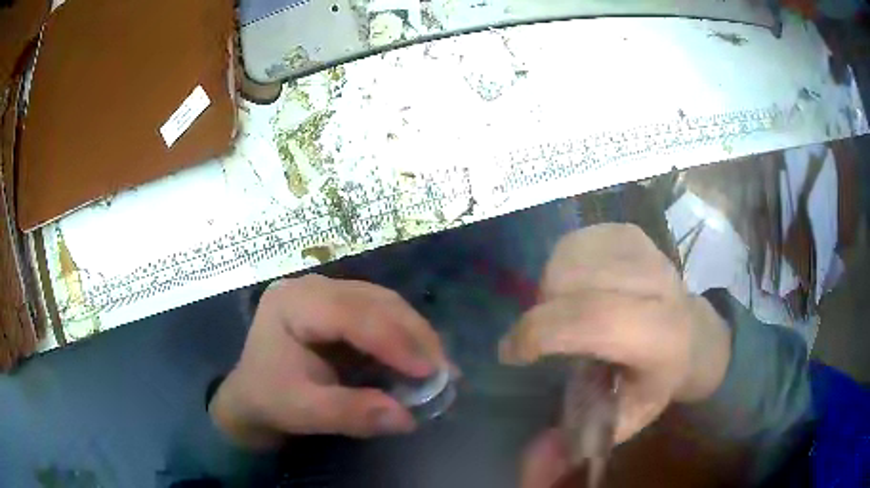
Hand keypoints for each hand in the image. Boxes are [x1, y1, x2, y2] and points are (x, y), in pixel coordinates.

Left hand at [210, 274, 446, 448]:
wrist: (254, 396)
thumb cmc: (271, 399)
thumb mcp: (304, 412)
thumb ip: (351, 414)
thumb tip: (407, 418)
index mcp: (292, 303)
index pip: (349, 314)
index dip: (393, 341)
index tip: (429, 371)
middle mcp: (312, 287)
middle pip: (374, 302)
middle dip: (414, 336)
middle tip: (444, 371)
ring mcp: (328, 293)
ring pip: (384, 304)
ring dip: (415, 335)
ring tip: (438, 367)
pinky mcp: (341, 307)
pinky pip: (382, 314)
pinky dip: (405, 337)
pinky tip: (419, 359)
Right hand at [500, 224, 731, 447]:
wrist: (694, 332)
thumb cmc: (657, 379)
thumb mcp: (623, 419)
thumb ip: (575, 444)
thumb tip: (527, 475)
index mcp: (660, 335)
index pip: (596, 320)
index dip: (541, 333)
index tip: (512, 354)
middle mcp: (659, 285)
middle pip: (574, 281)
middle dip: (545, 311)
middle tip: (549, 336)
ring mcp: (646, 252)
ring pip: (571, 257)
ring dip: (553, 287)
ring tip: (567, 311)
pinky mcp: (632, 232)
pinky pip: (577, 240)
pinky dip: (565, 264)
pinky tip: (579, 286)